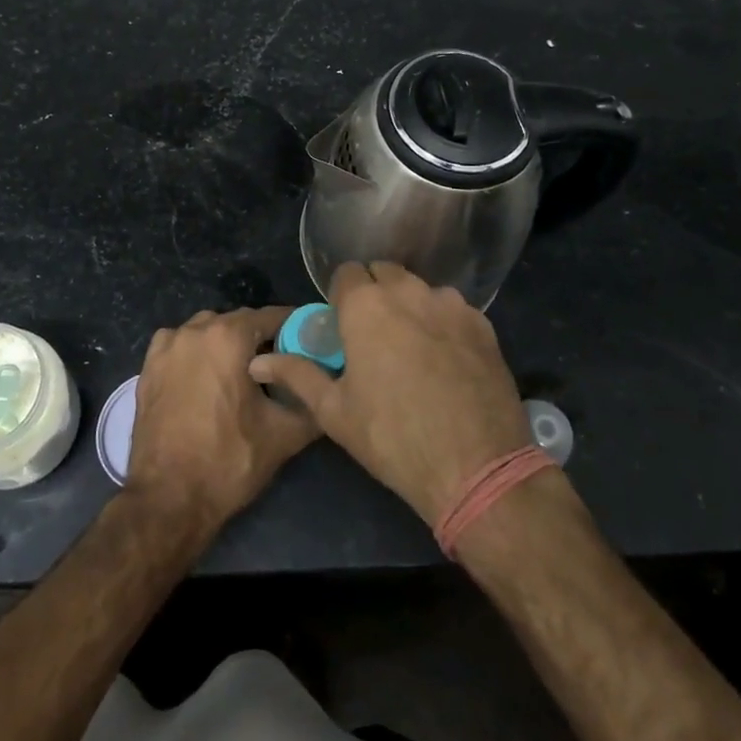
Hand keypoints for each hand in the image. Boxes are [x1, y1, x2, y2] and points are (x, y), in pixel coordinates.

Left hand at [124, 306, 319, 533]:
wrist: (168, 500)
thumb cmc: (228, 462)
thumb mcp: (284, 435)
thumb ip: (312, 403)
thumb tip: (328, 389)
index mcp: (228, 337)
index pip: (272, 316)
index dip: (295, 327)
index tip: (310, 342)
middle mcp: (195, 330)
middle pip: (238, 322)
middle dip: (260, 338)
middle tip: (280, 364)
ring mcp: (167, 347)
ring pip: (207, 331)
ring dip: (226, 344)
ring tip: (242, 374)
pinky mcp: (147, 367)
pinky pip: (180, 346)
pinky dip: (196, 353)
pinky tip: (205, 379)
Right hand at [249, 263, 532, 525]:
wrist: (476, 467)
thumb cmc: (392, 437)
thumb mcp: (334, 411)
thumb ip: (297, 374)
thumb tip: (258, 362)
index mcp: (366, 305)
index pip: (346, 273)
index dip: (341, 297)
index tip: (343, 326)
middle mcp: (408, 291)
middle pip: (384, 272)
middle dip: (374, 293)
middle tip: (373, 335)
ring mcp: (450, 303)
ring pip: (420, 289)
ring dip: (409, 305)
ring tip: (411, 347)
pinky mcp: (482, 323)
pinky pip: (452, 309)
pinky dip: (442, 322)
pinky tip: (445, 359)